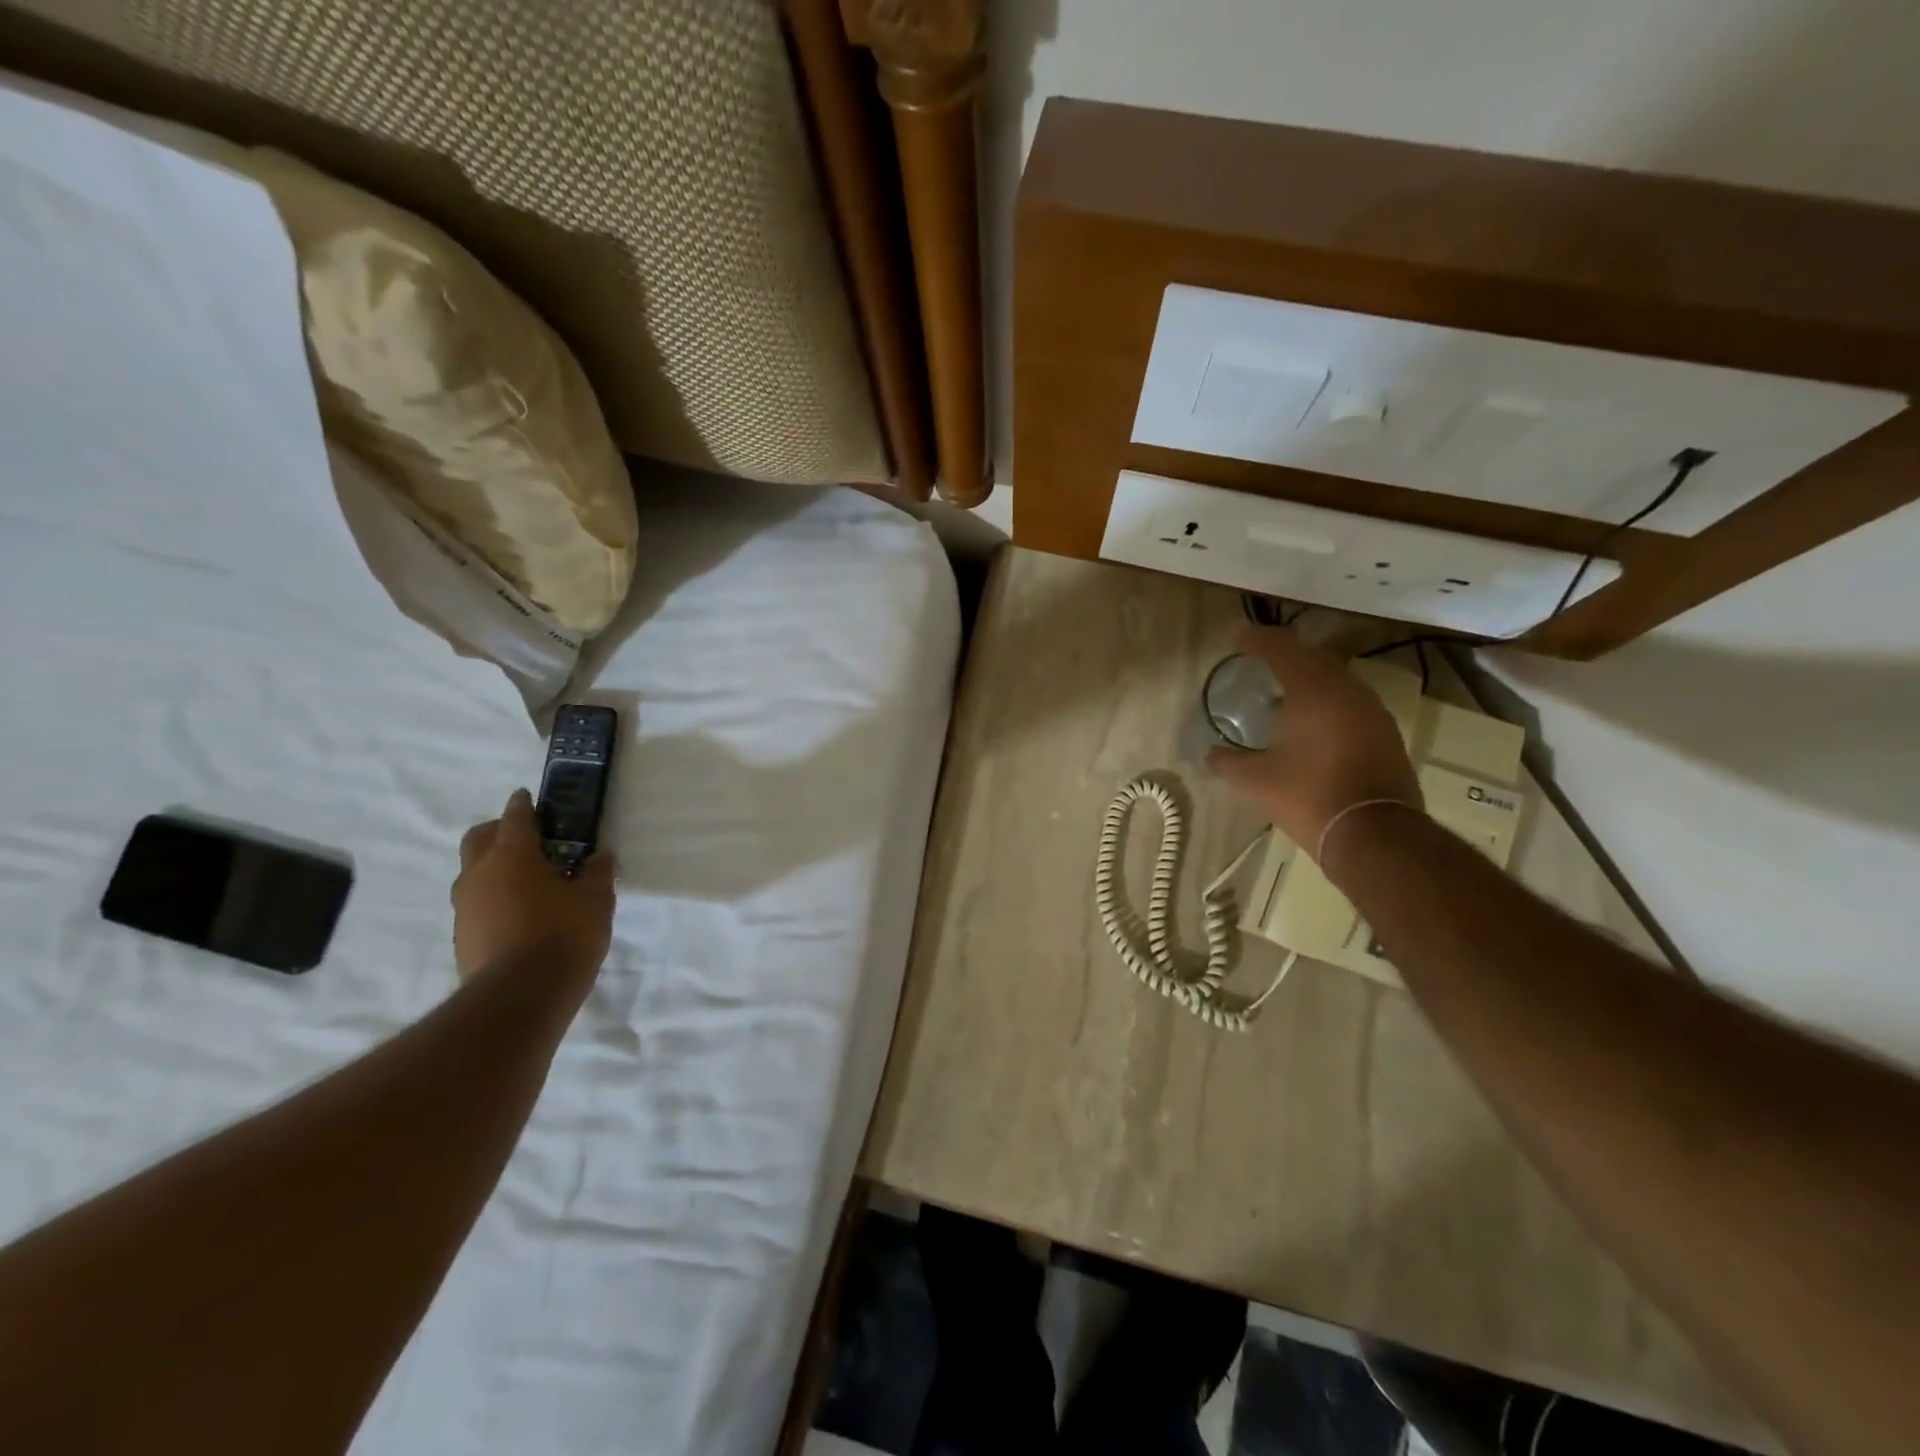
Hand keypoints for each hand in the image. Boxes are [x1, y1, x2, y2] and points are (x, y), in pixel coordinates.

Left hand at [451, 789, 617, 983]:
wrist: (519, 998)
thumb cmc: (563, 935)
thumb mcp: (596, 899)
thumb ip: (597, 873)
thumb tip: (600, 856)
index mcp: (512, 855)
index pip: (514, 817)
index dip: (524, 805)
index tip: (529, 798)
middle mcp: (479, 874)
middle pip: (479, 838)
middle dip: (499, 831)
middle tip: (527, 838)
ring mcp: (465, 907)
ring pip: (474, 873)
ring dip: (494, 868)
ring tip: (528, 881)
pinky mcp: (462, 937)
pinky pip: (476, 904)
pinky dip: (494, 898)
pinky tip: (520, 915)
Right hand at [1207, 627, 1421, 858]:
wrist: (1373, 833)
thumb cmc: (1307, 796)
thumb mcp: (1254, 780)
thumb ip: (1227, 761)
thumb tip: (1210, 754)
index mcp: (1312, 691)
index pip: (1281, 649)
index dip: (1256, 640)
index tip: (1238, 638)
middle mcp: (1347, 690)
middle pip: (1313, 657)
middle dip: (1286, 655)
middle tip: (1261, 660)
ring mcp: (1372, 711)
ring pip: (1337, 679)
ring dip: (1310, 679)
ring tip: (1285, 693)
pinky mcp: (1385, 733)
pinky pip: (1351, 702)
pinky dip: (1329, 701)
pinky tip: (1313, 723)